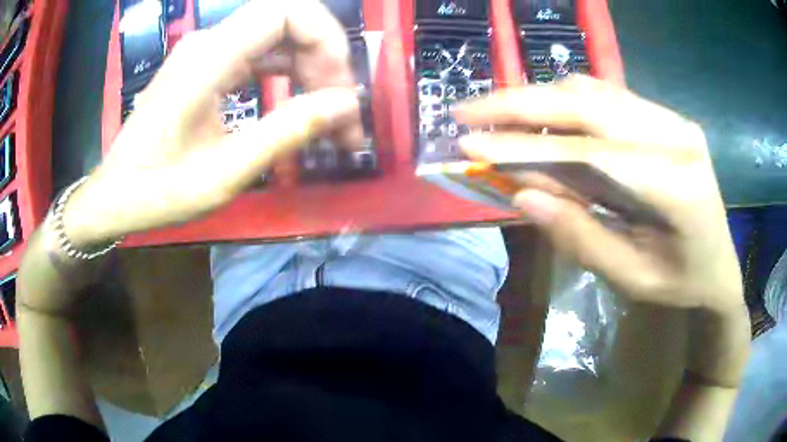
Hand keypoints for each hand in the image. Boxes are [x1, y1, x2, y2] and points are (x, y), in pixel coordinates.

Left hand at [63, 1, 362, 248]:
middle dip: (324, 60)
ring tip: (327, 116)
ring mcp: (207, 54)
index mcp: (209, 58)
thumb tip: (347, 105)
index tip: (340, 88)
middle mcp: (209, 43)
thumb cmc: (158, 191)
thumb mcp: (223, 173)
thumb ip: (286, 132)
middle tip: (340, 114)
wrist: (114, 196)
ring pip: (278, 39)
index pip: (287, 11)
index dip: (326, 39)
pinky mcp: (205, 69)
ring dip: (309, 70)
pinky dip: (287, 76)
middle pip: (288, 22)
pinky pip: (259, 56)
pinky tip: (296, 106)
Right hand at [456, 76, 743, 313]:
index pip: (593, 152)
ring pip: (595, 91)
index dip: (528, 145)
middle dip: (522, 103)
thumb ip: (580, 236)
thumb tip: (521, 196)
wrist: (720, 266)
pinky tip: (539, 115)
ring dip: (539, 98)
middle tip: (467, 110)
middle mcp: (677, 136)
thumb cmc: (681, 284)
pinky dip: (565, 102)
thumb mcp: (631, 277)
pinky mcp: (665, 116)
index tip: (472, 142)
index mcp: (678, 186)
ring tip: (495, 114)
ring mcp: (673, 119)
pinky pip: (607, 96)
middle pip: (590, 104)